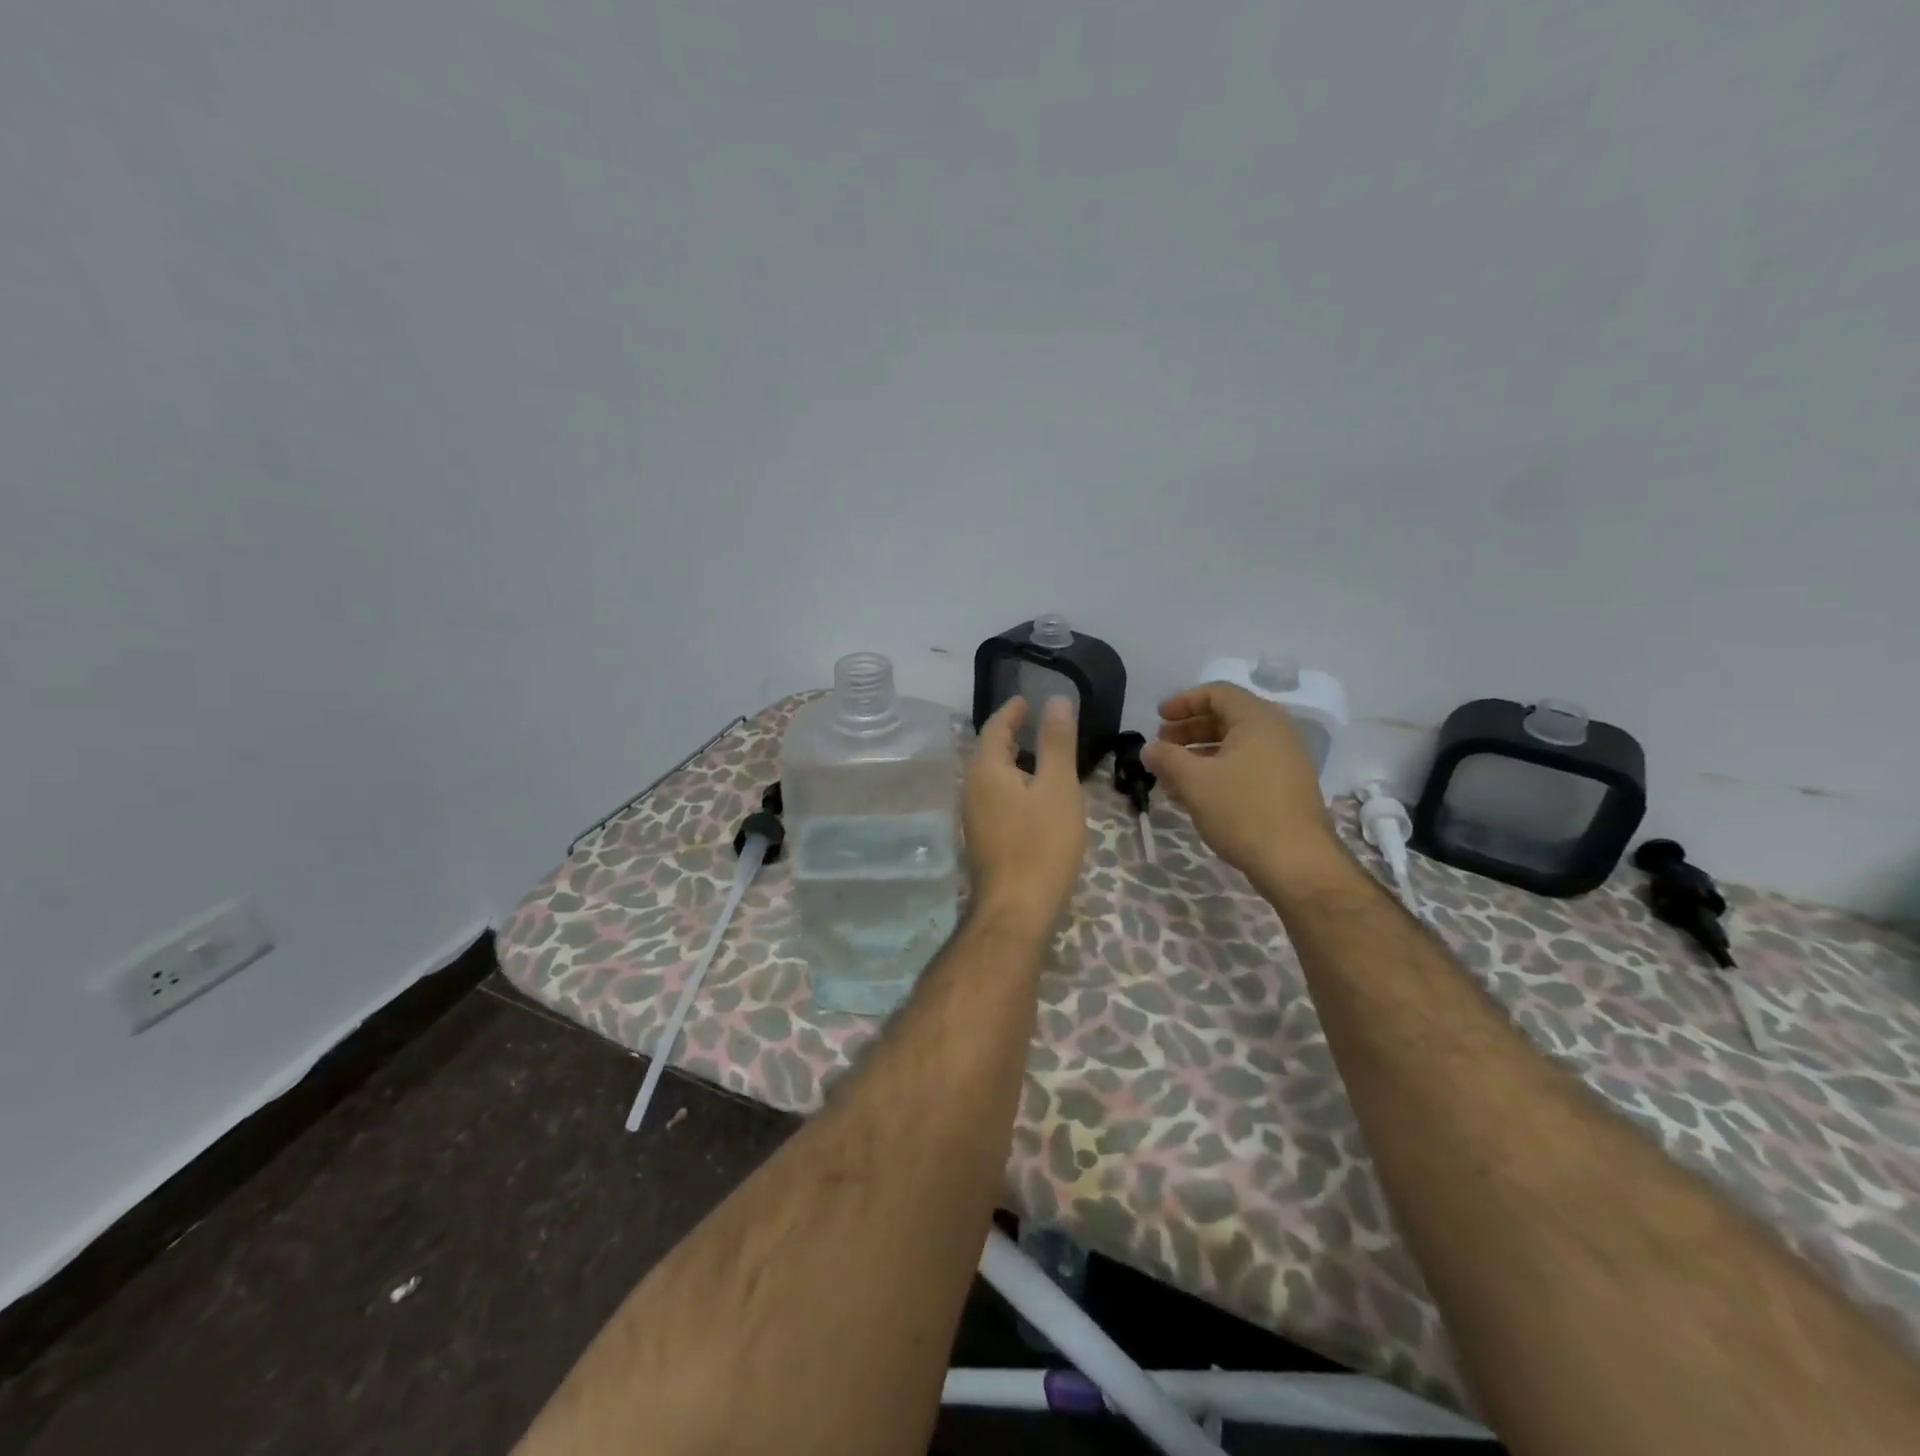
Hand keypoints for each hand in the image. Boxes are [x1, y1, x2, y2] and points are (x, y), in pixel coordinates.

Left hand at [963, 696, 1086, 937]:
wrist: (1017, 910)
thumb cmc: (1041, 844)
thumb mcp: (1057, 788)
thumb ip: (1056, 743)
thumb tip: (1056, 700)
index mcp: (985, 771)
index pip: (994, 729)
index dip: (1011, 711)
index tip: (1025, 699)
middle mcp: (971, 789)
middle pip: (988, 752)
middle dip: (1008, 734)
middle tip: (1032, 721)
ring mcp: (973, 818)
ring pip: (990, 778)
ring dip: (1010, 761)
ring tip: (1037, 754)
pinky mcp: (982, 839)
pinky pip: (994, 798)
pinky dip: (1011, 785)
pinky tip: (1032, 796)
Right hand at [1142, 682, 1345, 885]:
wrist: (1296, 862)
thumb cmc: (1242, 810)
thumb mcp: (1194, 781)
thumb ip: (1166, 758)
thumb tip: (1148, 749)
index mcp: (1257, 719)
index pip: (1217, 693)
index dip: (1183, 702)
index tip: (1157, 719)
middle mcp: (1276, 732)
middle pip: (1226, 717)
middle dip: (1189, 729)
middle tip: (1162, 746)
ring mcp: (1285, 761)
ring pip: (1235, 745)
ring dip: (1200, 753)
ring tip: (1173, 773)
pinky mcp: (1286, 787)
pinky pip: (1247, 765)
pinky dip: (1219, 770)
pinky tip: (1197, 793)